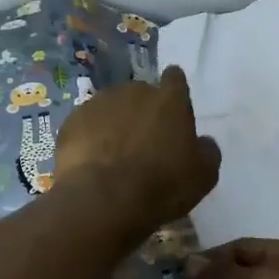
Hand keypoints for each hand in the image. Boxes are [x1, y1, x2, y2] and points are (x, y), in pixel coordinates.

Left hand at [55, 67, 220, 232]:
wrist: (103, 199)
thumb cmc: (162, 185)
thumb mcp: (203, 175)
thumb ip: (207, 151)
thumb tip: (202, 142)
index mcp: (169, 100)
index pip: (175, 79)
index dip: (175, 91)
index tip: (173, 109)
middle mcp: (133, 91)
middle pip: (141, 94)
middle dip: (143, 112)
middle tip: (144, 143)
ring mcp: (98, 103)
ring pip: (111, 108)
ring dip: (115, 124)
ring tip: (115, 156)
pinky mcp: (72, 121)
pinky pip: (86, 126)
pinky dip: (90, 139)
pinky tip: (92, 163)